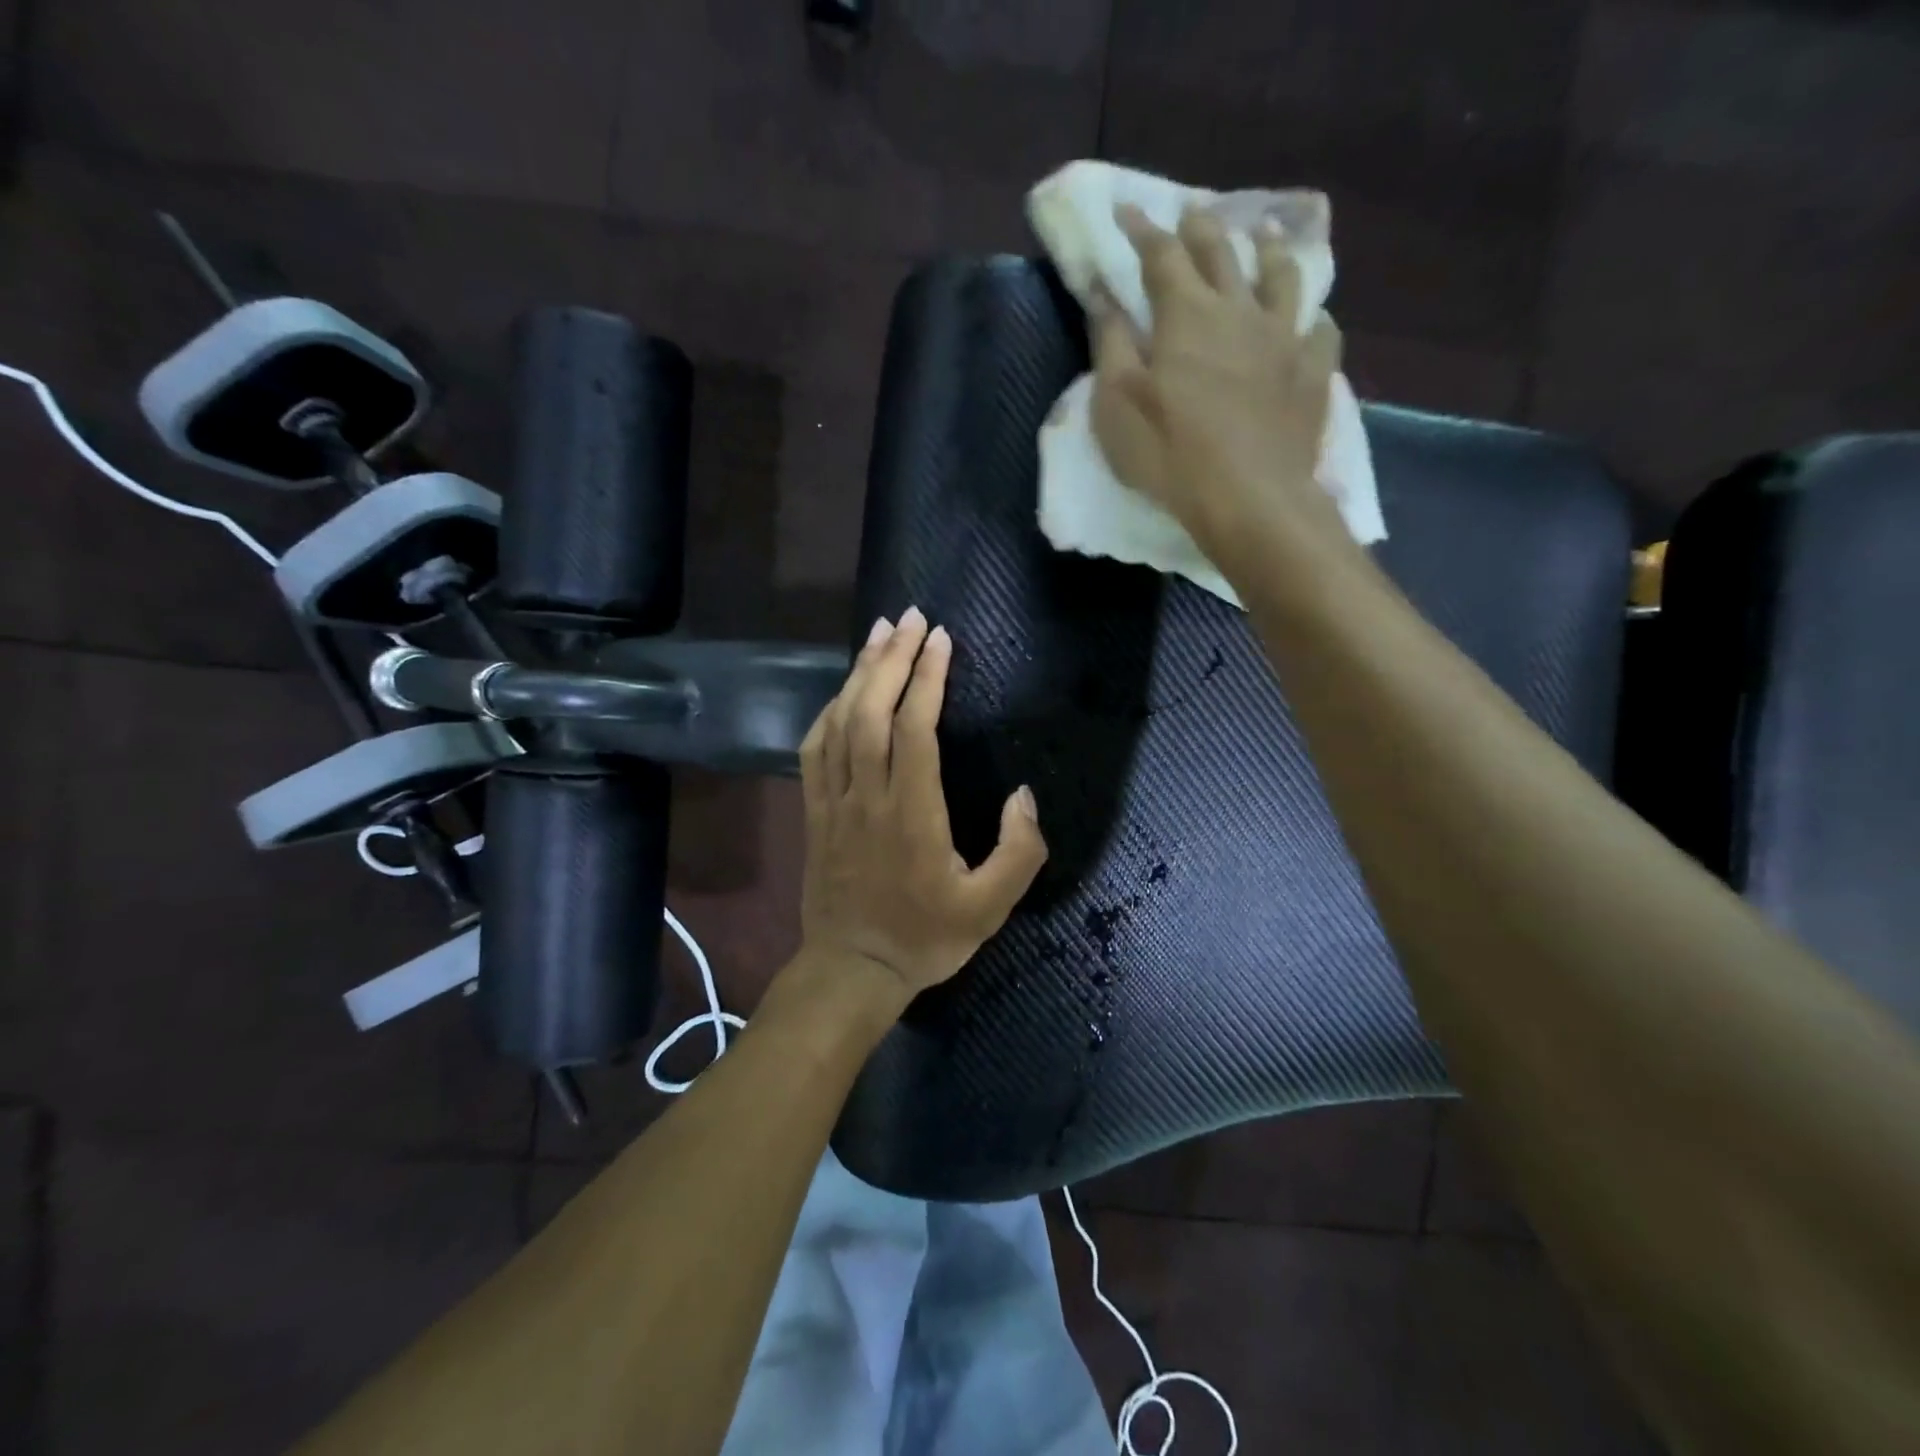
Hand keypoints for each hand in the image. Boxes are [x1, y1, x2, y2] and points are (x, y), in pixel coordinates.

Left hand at [793, 608, 1047, 1015]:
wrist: (852, 970)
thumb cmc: (924, 938)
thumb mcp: (990, 908)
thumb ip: (1018, 852)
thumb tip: (1024, 796)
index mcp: (912, 814)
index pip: (914, 729)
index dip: (927, 678)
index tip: (942, 640)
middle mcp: (868, 797)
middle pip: (872, 711)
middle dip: (891, 658)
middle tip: (911, 618)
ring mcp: (833, 802)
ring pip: (840, 723)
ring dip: (859, 674)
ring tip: (880, 635)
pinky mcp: (814, 812)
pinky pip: (814, 749)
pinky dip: (828, 711)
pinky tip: (843, 692)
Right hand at [1090, 204, 1349, 571]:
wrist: (1248, 497)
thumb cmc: (1169, 454)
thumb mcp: (1117, 404)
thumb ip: (1110, 344)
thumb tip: (1103, 294)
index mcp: (1186, 314)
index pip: (1160, 254)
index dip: (1142, 229)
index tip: (1126, 210)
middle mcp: (1239, 310)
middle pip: (1221, 252)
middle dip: (1200, 227)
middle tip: (1191, 211)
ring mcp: (1284, 338)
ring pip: (1281, 276)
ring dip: (1268, 250)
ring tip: (1263, 236)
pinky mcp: (1312, 373)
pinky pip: (1320, 331)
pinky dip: (1313, 318)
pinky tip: (1311, 319)